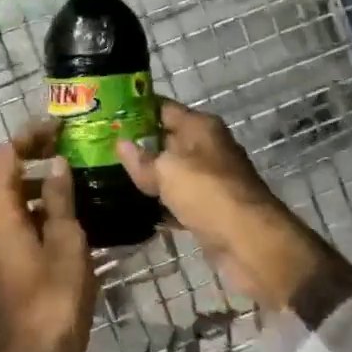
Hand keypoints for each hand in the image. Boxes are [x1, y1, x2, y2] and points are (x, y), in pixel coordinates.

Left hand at [0, 121, 97, 351]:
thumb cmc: (56, 297)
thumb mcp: (67, 242)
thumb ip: (60, 199)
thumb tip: (57, 164)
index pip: (4, 156)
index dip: (29, 137)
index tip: (58, 128)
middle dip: (20, 151)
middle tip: (55, 146)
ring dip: (22, 175)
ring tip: (62, 171)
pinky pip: (4, 214)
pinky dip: (23, 199)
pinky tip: (56, 206)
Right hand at [115, 98, 333, 310]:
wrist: (251, 244)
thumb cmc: (209, 194)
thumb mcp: (168, 171)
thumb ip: (142, 159)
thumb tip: (121, 144)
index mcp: (201, 127)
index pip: (163, 108)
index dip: (136, 108)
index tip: (107, 113)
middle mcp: (207, 148)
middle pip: (166, 139)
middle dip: (137, 143)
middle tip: (99, 147)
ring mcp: (209, 180)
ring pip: (171, 171)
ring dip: (147, 175)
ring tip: (109, 175)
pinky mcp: (209, 209)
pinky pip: (178, 199)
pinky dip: (160, 203)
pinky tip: (133, 207)